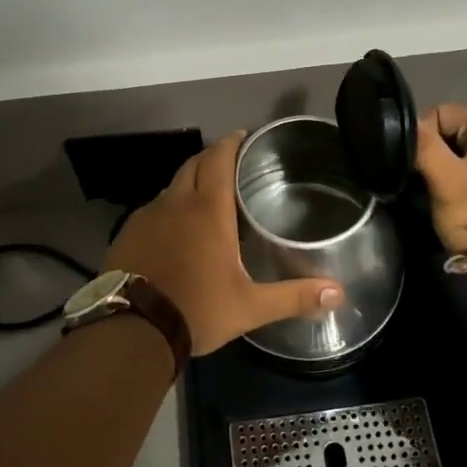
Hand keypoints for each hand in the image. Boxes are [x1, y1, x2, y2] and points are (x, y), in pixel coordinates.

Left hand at [106, 132, 344, 356]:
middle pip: (194, 165)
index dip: (231, 143)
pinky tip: (176, 231)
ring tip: (207, 198)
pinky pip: (153, 210)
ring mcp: (146, 217)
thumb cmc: (196, 310)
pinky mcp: (127, 234)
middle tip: (231, 164)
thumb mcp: (250, 307)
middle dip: (212, 158)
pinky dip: (169, 209)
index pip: (219, 159)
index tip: (242, 136)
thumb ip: (293, 297)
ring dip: (190, 184)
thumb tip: (338, 293)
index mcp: (207, 210)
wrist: (130, 331)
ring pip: (172, 188)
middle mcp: (176, 203)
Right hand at [415, 104, 466, 254]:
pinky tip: (456, 194)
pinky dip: (462, 174)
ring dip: (447, 163)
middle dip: (435, 149)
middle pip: (454, 128)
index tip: (413, 161)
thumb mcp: (445, 179)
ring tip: (437, 187)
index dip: (421, 133)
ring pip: (464, 148)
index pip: (442, 111)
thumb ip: (424, 145)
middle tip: (423, 176)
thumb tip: (406, 122)